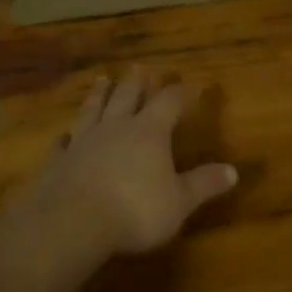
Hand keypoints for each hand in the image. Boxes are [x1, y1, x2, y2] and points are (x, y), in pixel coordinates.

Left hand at [28, 70, 237, 257]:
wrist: (72, 223)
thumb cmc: (135, 210)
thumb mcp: (179, 201)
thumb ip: (203, 184)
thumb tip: (232, 171)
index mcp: (149, 132)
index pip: (169, 102)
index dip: (181, 93)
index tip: (191, 85)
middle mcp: (116, 128)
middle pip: (127, 96)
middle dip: (136, 83)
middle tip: (139, 68)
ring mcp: (84, 142)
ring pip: (93, 109)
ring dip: (99, 94)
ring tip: (102, 80)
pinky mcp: (59, 162)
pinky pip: (64, 143)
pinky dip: (66, 137)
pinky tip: (65, 135)